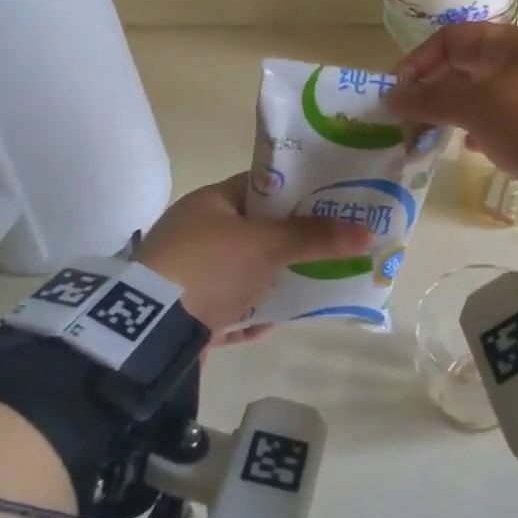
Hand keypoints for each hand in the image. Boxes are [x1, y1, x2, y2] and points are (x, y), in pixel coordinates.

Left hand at [130, 174, 368, 339]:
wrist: (150, 331)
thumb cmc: (209, 266)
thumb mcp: (267, 245)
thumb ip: (315, 237)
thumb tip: (367, 232)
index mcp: (210, 203)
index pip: (260, 186)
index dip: (297, 192)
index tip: (331, 201)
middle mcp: (196, 234)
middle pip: (255, 232)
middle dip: (291, 241)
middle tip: (330, 244)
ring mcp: (188, 275)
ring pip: (244, 272)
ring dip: (274, 280)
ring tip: (314, 283)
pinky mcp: (186, 313)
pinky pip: (230, 308)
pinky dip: (252, 312)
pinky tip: (276, 319)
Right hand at [387, 23, 517, 188]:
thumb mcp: (474, 108)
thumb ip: (430, 98)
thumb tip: (393, 95)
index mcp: (512, 42)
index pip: (452, 38)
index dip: (419, 61)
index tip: (398, 92)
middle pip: (470, 65)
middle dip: (437, 89)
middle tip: (414, 117)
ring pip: (489, 91)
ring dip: (460, 109)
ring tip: (438, 133)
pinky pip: (510, 113)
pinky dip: (487, 124)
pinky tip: (476, 146)